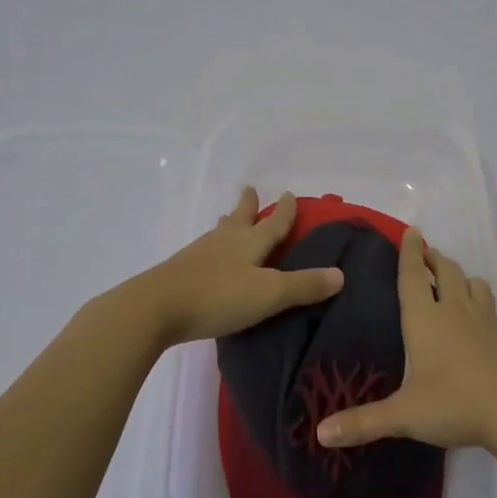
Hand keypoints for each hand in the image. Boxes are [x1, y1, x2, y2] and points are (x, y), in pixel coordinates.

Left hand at [123, 188, 344, 347]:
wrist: (156, 308)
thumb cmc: (218, 297)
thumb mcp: (269, 294)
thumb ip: (304, 286)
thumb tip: (340, 274)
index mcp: (249, 243)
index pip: (274, 223)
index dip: (284, 211)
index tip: (289, 193)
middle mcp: (225, 241)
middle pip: (240, 219)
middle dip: (249, 206)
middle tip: (250, 189)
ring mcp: (199, 254)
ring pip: (220, 233)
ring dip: (229, 223)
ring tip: (230, 219)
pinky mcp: (181, 271)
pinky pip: (205, 251)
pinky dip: (214, 247)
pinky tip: (209, 257)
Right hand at [315, 226, 496, 453]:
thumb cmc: (454, 402)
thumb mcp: (404, 415)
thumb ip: (363, 422)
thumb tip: (321, 433)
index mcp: (425, 318)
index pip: (413, 275)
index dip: (409, 252)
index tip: (411, 231)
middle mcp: (455, 310)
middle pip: (446, 271)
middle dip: (434, 259)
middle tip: (427, 255)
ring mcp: (485, 321)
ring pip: (474, 284)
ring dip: (461, 277)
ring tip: (454, 282)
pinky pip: (491, 309)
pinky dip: (482, 304)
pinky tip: (480, 320)